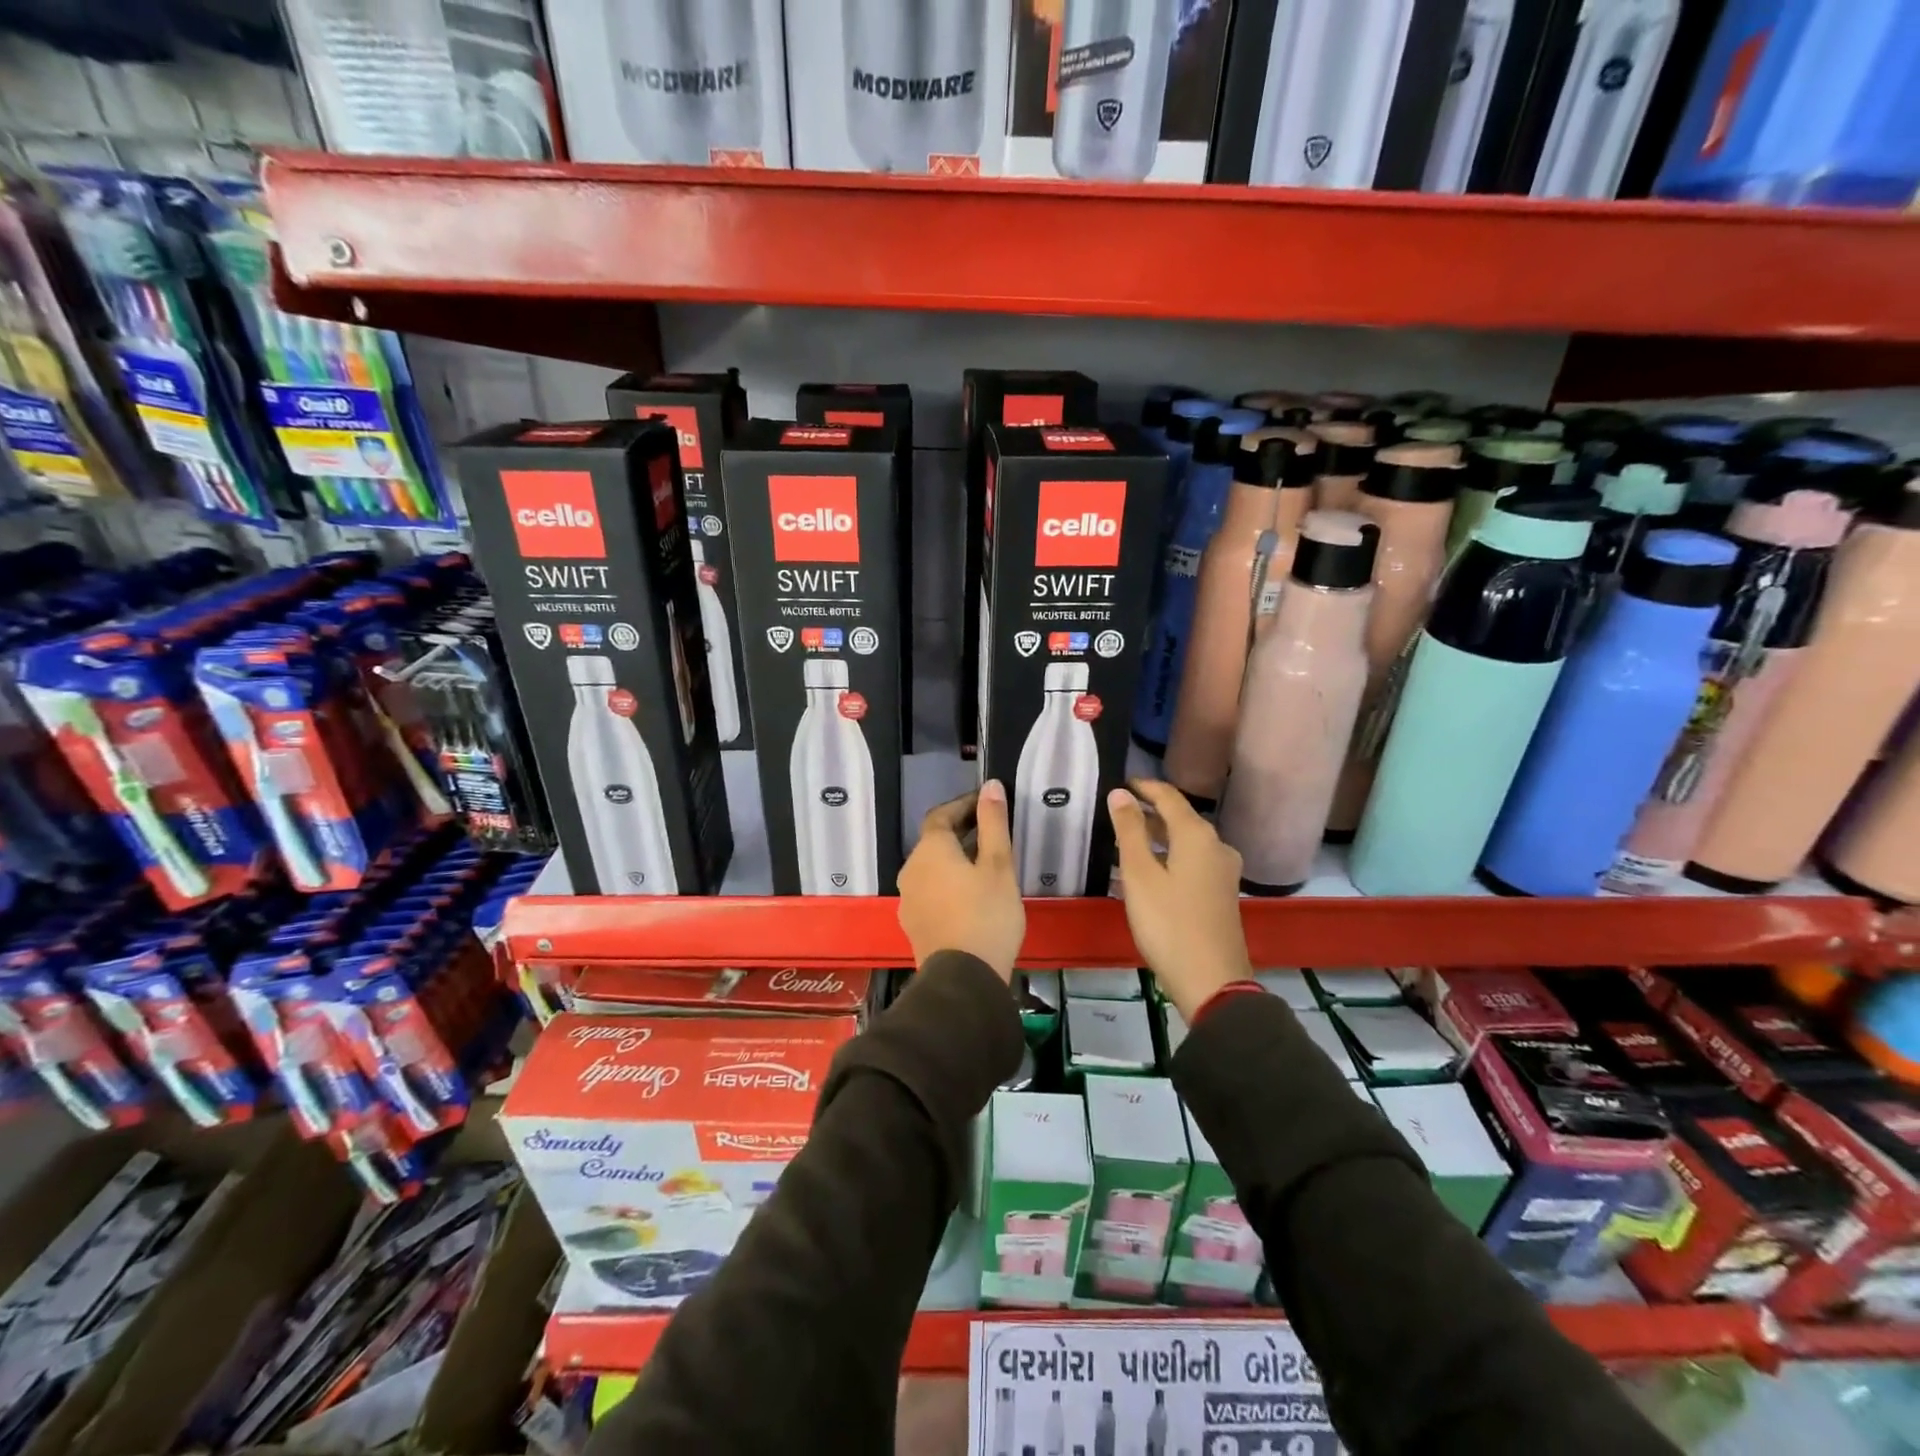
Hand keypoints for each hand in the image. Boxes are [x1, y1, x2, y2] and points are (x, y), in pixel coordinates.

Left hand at [898, 781, 1025, 981]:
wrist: (963, 979)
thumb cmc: (986, 915)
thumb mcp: (999, 865)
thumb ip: (993, 823)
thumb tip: (991, 785)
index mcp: (930, 850)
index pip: (941, 815)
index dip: (963, 805)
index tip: (986, 803)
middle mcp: (910, 869)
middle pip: (934, 841)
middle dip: (960, 832)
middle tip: (991, 832)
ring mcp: (908, 898)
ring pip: (931, 867)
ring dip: (953, 859)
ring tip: (984, 864)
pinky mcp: (913, 922)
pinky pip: (930, 890)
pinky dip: (947, 883)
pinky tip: (970, 896)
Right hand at [1109, 779, 1251, 1020]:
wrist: (1212, 980)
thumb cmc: (1169, 923)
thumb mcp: (1140, 875)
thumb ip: (1129, 831)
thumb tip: (1120, 793)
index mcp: (1198, 836)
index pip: (1170, 797)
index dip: (1145, 787)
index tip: (1122, 783)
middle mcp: (1217, 846)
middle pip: (1181, 818)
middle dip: (1150, 812)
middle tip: (1118, 812)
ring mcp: (1223, 872)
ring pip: (1187, 842)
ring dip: (1159, 836)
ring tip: (1128, 840)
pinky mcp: (1222, 893)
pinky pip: (1193, 861)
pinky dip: (1170, 856)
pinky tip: (1151, 870)